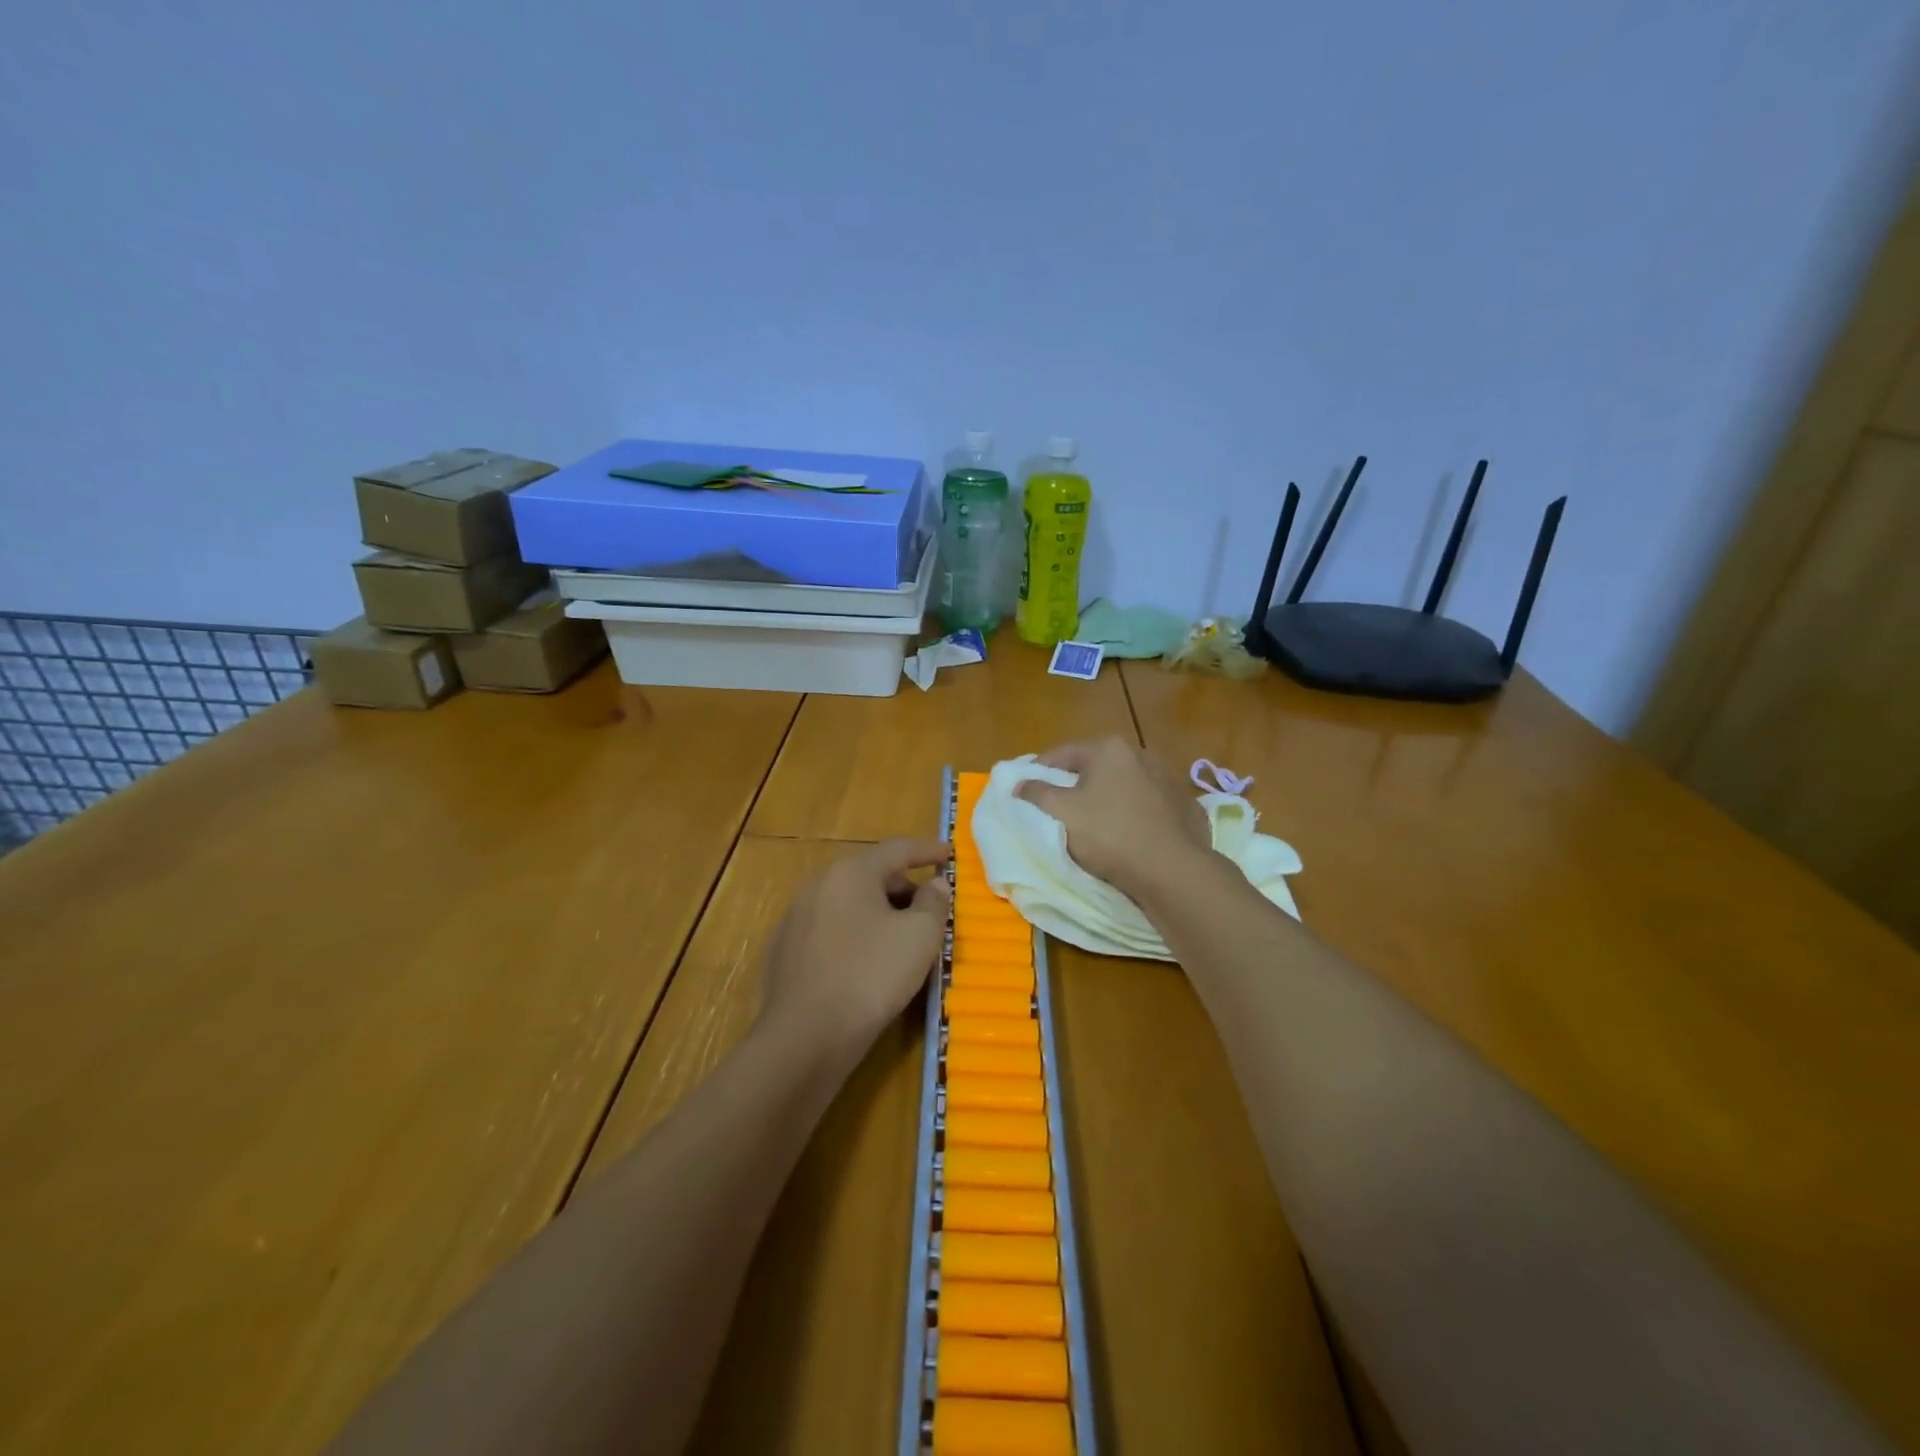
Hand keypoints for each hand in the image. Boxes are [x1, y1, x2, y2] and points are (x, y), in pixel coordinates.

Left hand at [759, 838, 951, 1059]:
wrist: (804, 1037)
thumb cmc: (870, 976)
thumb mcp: (919, 937)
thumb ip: (934, 903)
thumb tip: (936, 883)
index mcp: (851, 872)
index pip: (897, 849)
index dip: (927, 850)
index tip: (949, 854)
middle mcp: (819, 884)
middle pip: (871, 875)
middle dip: (905, 888)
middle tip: (931, 908)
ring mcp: (797, 917)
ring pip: (849, 904)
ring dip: (880, 913)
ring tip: (903, 939)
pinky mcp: (786, 950)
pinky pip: (831, 930)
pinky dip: (856, 935)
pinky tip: (868, 963)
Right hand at [1015, 738, 1211, 899]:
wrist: (1171, 869)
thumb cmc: (1108, 834)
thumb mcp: (1061, 813)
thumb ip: (1036, 793)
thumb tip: (1019, 783)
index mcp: (1109, 749)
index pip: (1062, 753)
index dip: (1039, 770)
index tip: (1026, 787)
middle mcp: (1142, 755)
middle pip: (1097, 767)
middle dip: (1077, 784)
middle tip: (1059, 806)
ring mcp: (1169, 781)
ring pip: (1127, 786)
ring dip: (1110, 798)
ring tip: (1096, 823)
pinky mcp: (1186, 808)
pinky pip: (1151, 807)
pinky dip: (1137, 815)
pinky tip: (1131, 834)